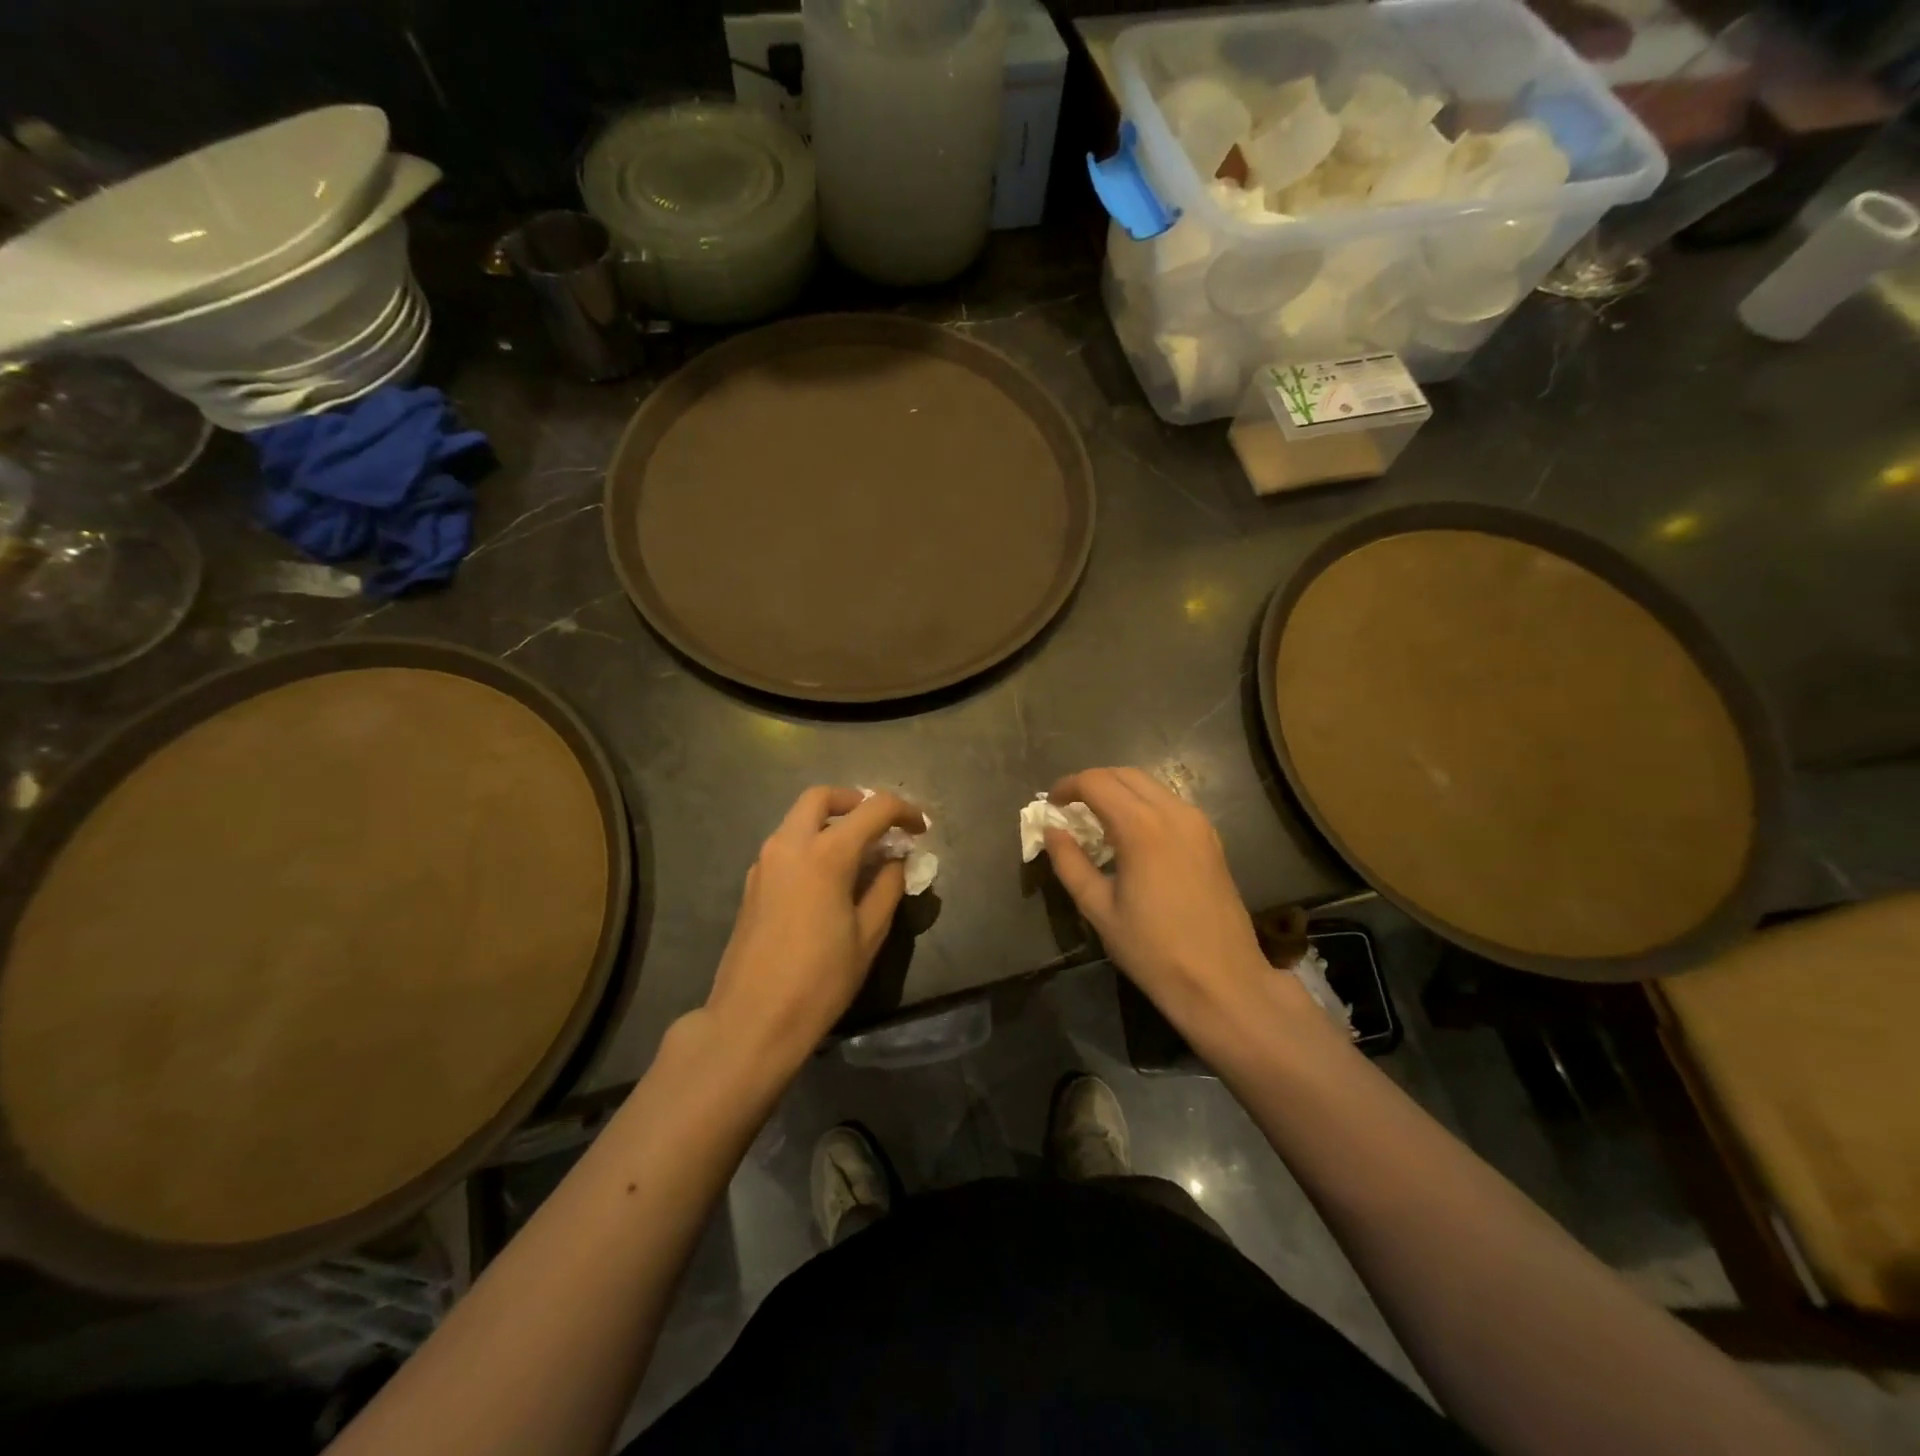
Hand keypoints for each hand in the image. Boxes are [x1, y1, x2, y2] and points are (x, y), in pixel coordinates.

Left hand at [704, 787, 924, 1065]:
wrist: (752, 1020)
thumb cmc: (820, 980)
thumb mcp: (868, 935)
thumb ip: (887, 887)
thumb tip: (895, 861)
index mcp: (825, 854)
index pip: (872, 809)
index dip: (903, 811)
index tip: (921, 829)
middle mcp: (789, 845)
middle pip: (822, 797)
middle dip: (856, 800)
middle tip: (881, 825)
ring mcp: (765, 862)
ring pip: (798, 818)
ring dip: (831, 821)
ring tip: (860, 852)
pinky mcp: (752, 883)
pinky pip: (786, 844)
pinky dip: (811, 842)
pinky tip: (830, 876)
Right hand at [1044, 768, 1315, 1047]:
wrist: (1222, 981)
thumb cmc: (1153, 950)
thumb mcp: (1099, 909)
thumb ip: (1070, 863)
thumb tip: (1052, 831)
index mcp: (1141, 827)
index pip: (1096, 782)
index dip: (1067, 787)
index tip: (1050, 806)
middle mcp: (1173, 812)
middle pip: (1124, 774)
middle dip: (1092, 783)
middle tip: (1069, 809)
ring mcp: (1197, 823)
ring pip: (1150, 785)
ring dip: (1118, 792)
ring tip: (1096, 822)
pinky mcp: (1210, 838)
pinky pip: (1169, 803)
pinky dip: (1142, 805)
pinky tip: (1130, 836)